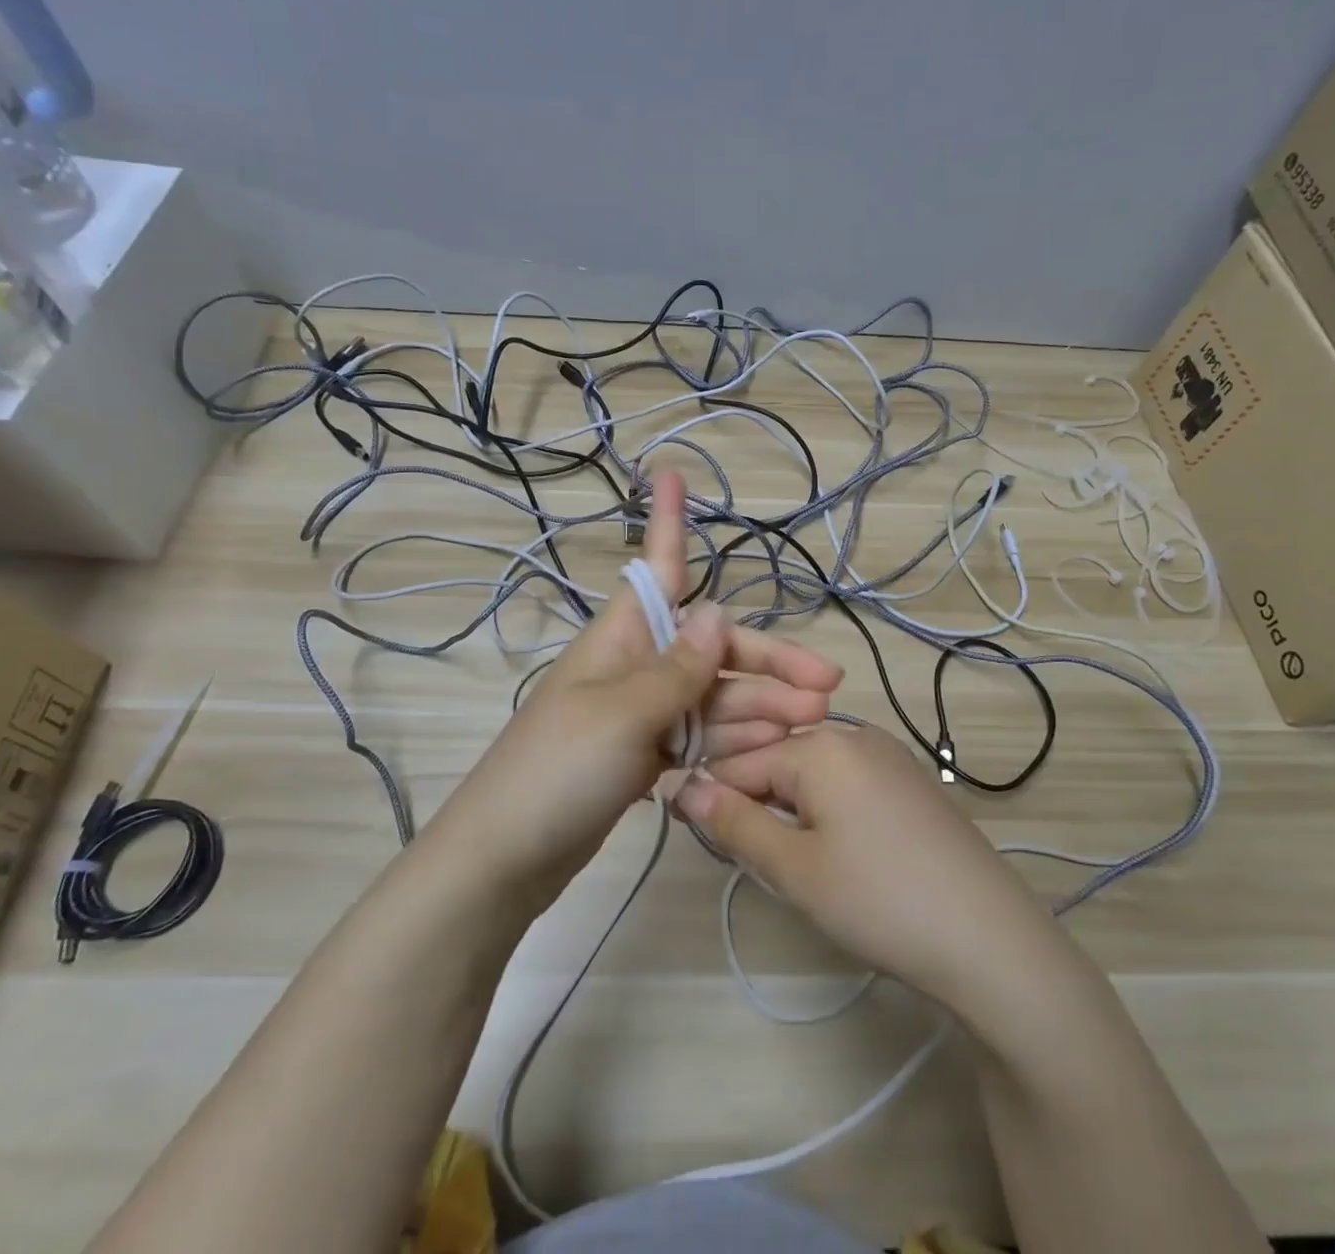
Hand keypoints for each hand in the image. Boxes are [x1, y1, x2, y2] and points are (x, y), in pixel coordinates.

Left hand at [426, 471, 843, 909]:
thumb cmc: (559, 771)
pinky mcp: (643, 760)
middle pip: (712, 650)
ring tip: (814, 726)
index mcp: (622, 639)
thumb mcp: (624, 713)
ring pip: (713, 699)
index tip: (672, 473)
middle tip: (828, 688)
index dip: (668, 522)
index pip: (659, 569)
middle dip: (767, 663)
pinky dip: (733, 744)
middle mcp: (634, 668)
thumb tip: (718, 610)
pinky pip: (699, 739)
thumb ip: (678, 668)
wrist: (506, 860)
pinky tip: (771, 752)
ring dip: (760, 708)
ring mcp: (640, 717)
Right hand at [676, 725, 1052, 1007]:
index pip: (741, 760)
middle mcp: (855, 734)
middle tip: (753, 859)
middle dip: (755, 802)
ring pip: (813, 772)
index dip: (714, 797)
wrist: (990, 938)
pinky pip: (848, 781)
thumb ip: (735, 823)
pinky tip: (838, 851)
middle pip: (779, 759)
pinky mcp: (912, 782)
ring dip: (790, 808)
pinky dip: (827, 808)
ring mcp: (890, 755)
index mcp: (820, 744)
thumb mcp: (794, 868)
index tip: (698, 834)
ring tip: (793, 861)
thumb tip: (685, 788)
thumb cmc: (879, 899)